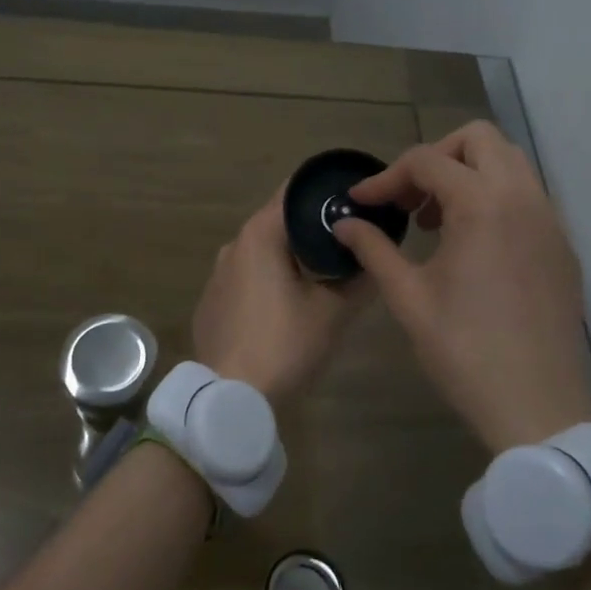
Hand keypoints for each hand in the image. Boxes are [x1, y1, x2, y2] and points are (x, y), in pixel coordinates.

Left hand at [193, 189, 368, 405]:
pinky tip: (289, 304)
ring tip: (326, 274)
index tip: (356, 200)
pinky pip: (247, 276)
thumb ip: (361, 279)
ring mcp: (218, 273)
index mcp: (260, 234)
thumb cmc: (283, 345)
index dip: (327, 192)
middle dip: (314, 227)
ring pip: (264, 251)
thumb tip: (378, 257)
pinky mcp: (212, 300)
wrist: (229, 397)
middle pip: (280, 221)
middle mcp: (234, 244)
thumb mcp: (333, 312)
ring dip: (292, 256)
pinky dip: (270, 278)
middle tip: (352, 240)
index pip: (296, 192)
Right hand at [332, 121, 590, 452]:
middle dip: (437, 156)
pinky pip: (528, 196)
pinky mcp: (562, 246)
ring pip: (510, 163)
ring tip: (438, 220)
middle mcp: (523, 198)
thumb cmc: (464, 351)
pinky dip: (495, 197)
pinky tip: (473, 244)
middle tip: (410, 199)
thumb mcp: (409, 298)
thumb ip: (375, 250)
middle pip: (479, 139)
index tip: (362, 202)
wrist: (537, 407)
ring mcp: (551, 221)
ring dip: (468, 173)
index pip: (427, 161)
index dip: (386, 178)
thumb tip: (346, 223)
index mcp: (483, 205)